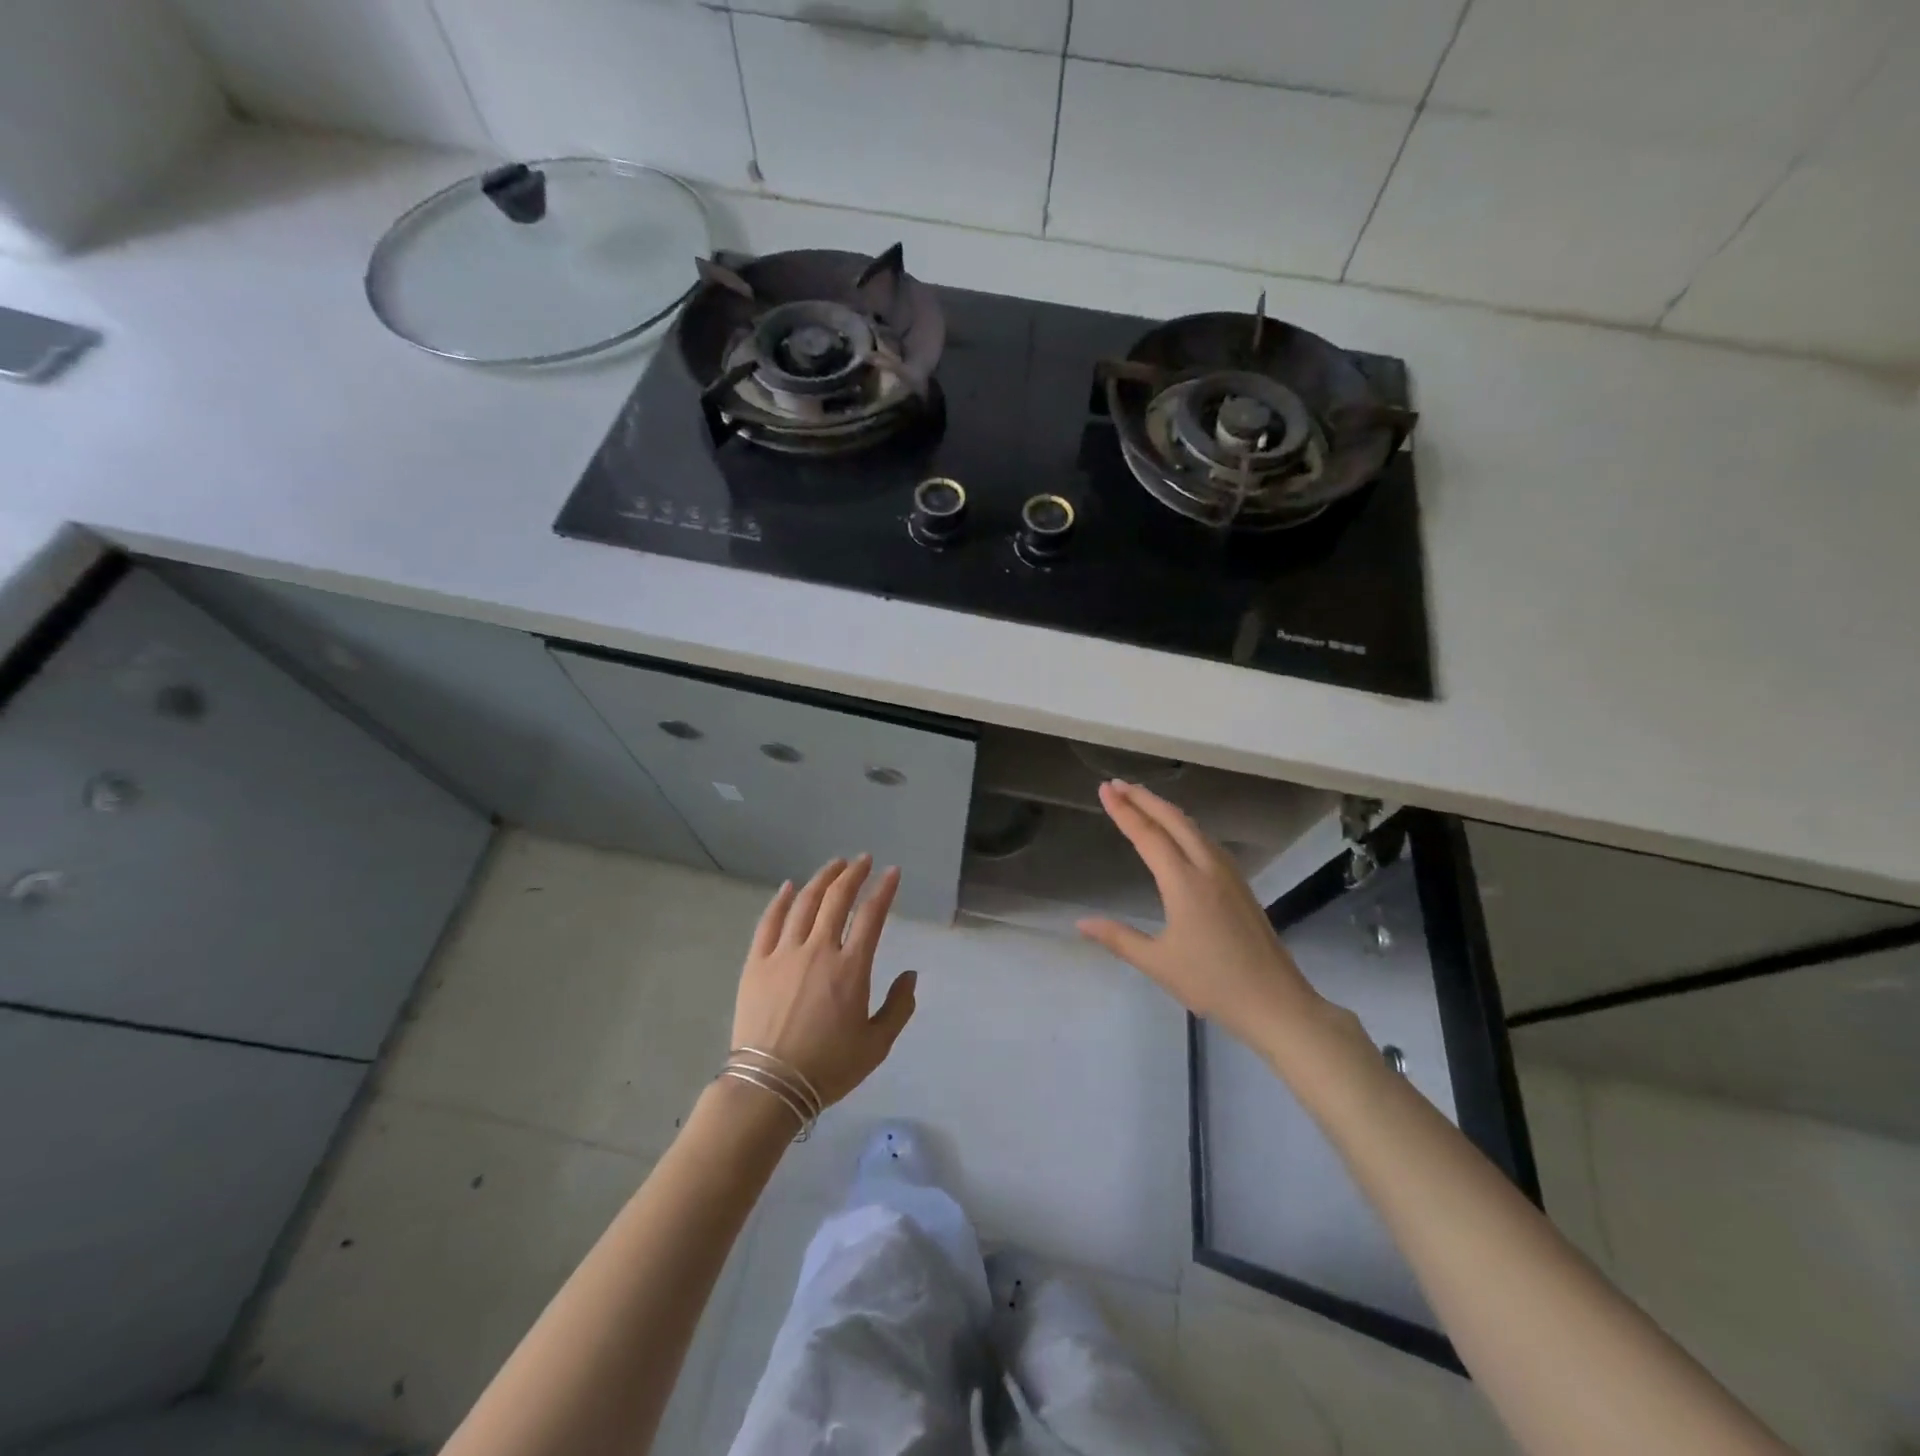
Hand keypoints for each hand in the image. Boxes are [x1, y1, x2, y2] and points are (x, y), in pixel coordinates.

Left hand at [733, 855, 916, 1108]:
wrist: (769, 1086)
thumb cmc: (828, 1067)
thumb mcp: (877, 1045)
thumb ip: (899, 1007)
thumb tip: (910, 975)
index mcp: (851, 968)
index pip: (872, 915)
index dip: (884, 890)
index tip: (892, 873)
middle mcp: (819, 950)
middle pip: (837, 899)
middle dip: (853, 874)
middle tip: (863, 861)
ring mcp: (784, 953)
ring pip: (804, 903)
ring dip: (822, 879)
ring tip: (834, 865)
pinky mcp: (756, 963)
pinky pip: (769, 922)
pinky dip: (781, 900)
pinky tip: (789, 887)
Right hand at [1077, 781, 1334, 1051]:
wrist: (1276, 1002)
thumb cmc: (1212, 983)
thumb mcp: (1157, 963)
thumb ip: (1118, 938)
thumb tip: (1081, 923)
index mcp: (1184, 882)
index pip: (1148, 835)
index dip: (1124, 811)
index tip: (1104, 789)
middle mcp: (1207, 868)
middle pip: (1173, 820)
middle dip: (1144, 798)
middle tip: (1117, 784)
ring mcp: (1228, 874)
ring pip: (1193, 827)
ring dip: (1165, 809)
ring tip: (1141, 799)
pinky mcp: (1239, 884)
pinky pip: (1206, 841)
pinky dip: (1184, 825)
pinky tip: (1178, 833)